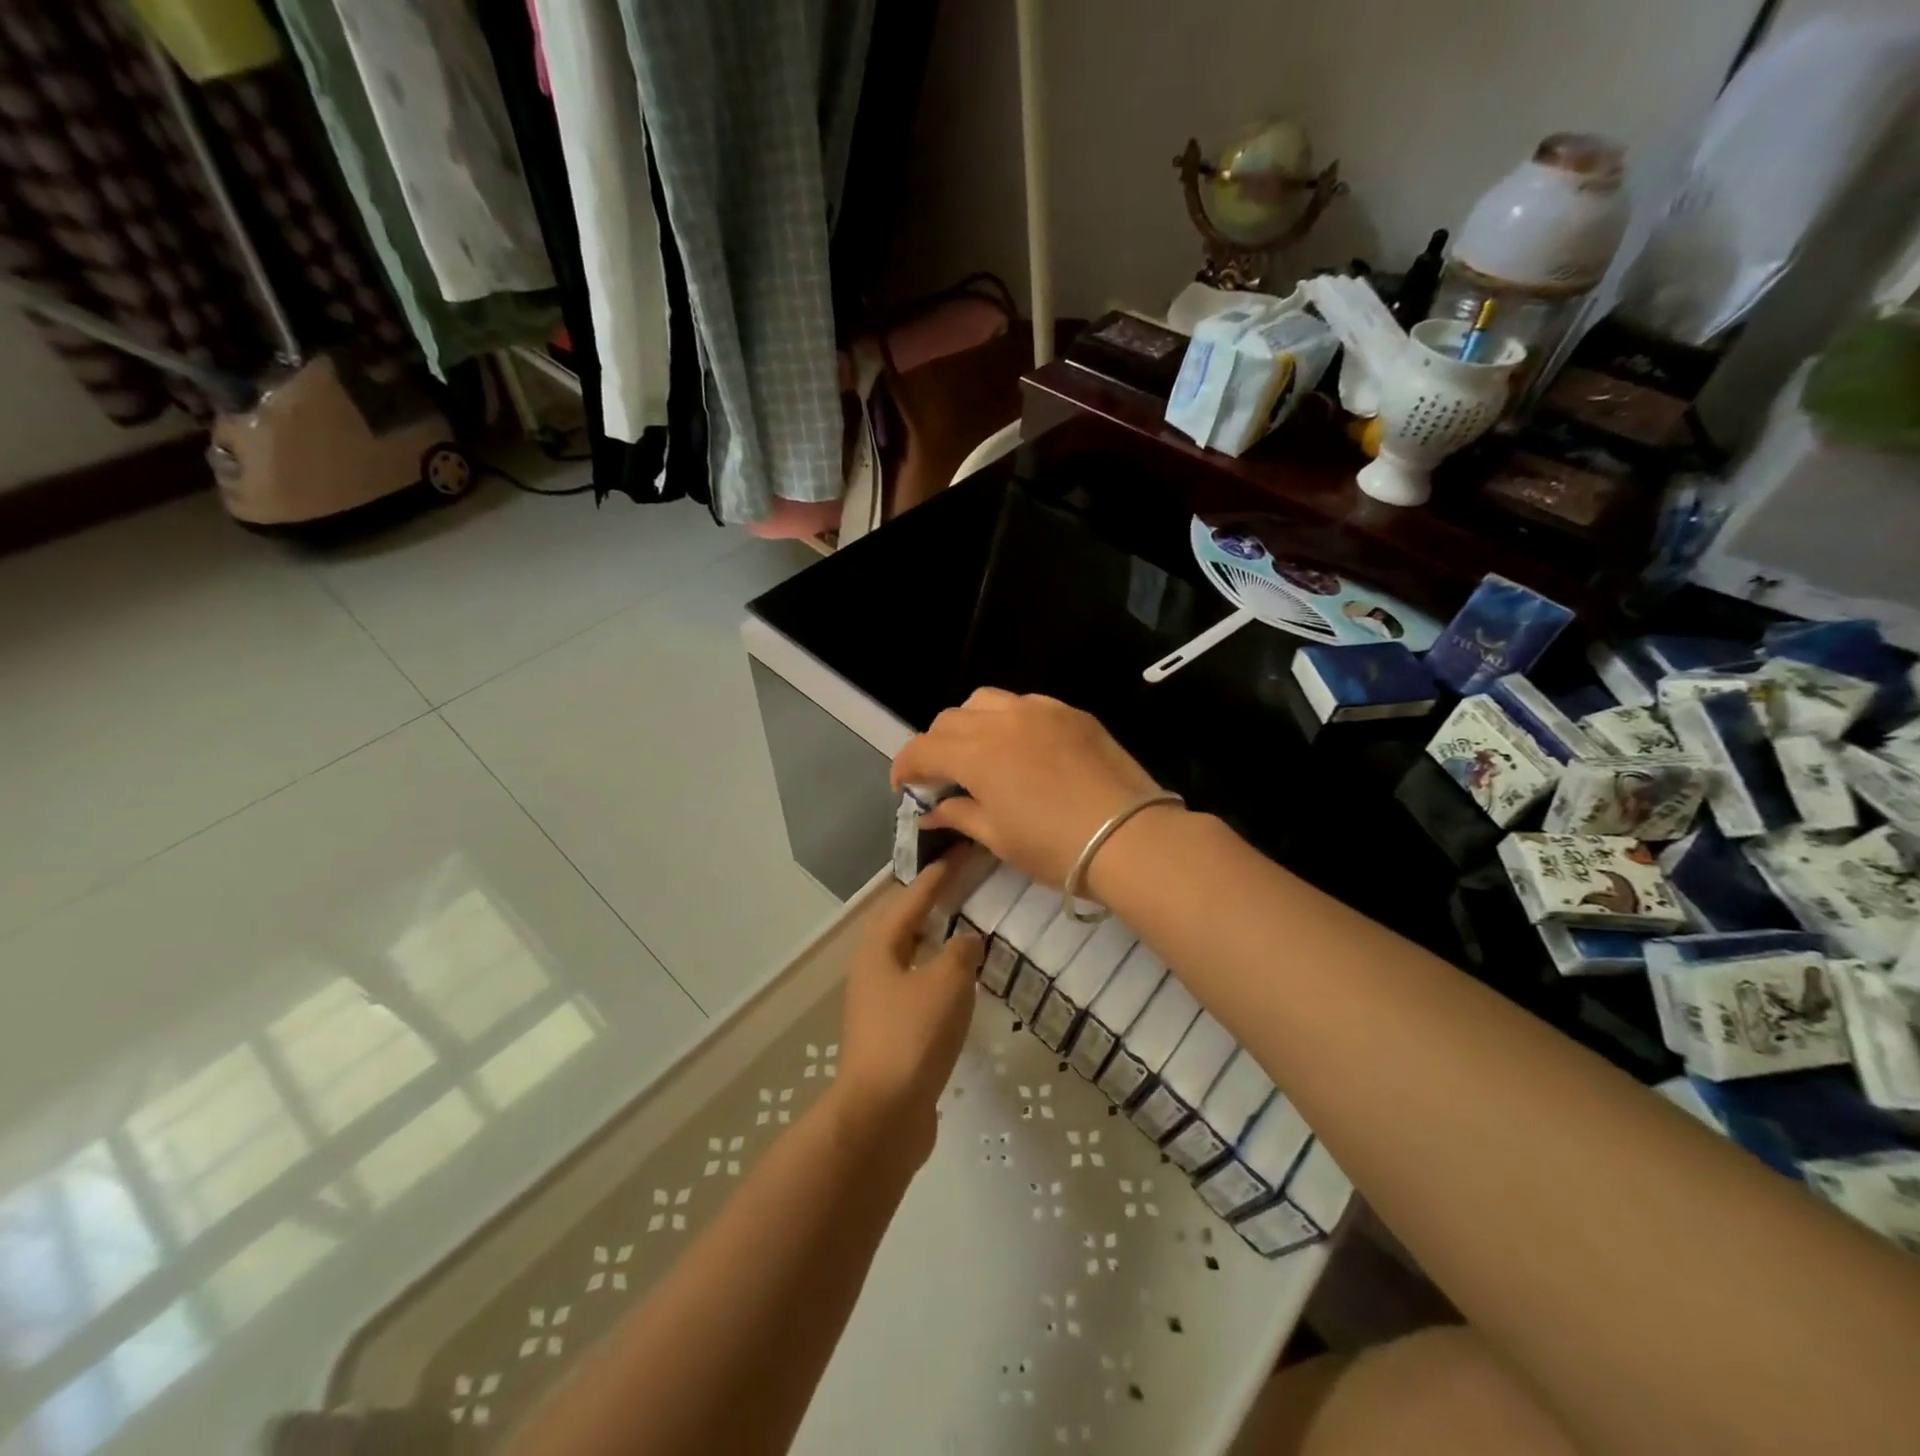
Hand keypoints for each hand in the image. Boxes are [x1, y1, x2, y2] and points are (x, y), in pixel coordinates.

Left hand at [834, 858, 983, 1161]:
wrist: (883, 1115)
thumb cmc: (913, 1036)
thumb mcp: (946, 982)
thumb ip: (960, 952)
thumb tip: (966, 940)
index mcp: (880, 947)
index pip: (912, 897)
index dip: (938, 874)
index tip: (960, 851)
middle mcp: (873, 968)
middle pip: (904, 923)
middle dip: (931, 901)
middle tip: (963, 882)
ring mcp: (879, 1002)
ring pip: (910, 956)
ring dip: (935, 938)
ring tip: (964, 924)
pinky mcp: (891, 1032)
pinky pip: (918, 986)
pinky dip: (938, 973)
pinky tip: (960, 981)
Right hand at [890, 689, 1169, 888]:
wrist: (1131, 838)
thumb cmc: (1056, 848)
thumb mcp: (999, 838)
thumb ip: (960, 815)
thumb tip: (932, 812)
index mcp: (976, 753)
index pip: (922, 748)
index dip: (905, 767)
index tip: (904, 787)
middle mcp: (1002, 720)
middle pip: (949, 719)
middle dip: (935, 745)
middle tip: (942, 776)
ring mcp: (1040, 710)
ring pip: (985, 701)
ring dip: (969, 724)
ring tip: (979, 754)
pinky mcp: (1071, 712)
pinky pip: (1025, 704)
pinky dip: (1008, 720)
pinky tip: (1022, 749)